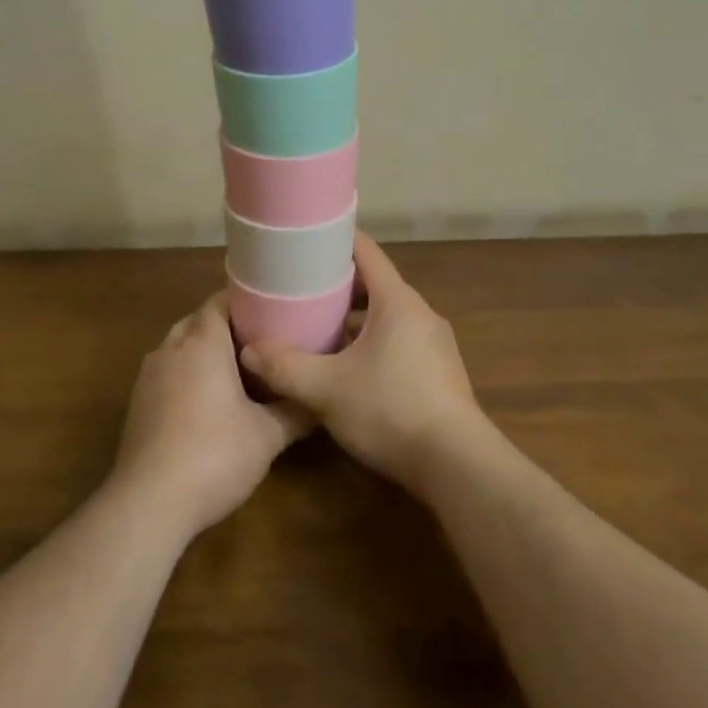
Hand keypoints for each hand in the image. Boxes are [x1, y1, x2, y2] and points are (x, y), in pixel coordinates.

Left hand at [108, 292, 311, 537]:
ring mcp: (148, 376)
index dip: (246, 302)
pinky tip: (207, 403)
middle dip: (227, 327)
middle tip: (261, 342)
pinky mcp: (137, 403)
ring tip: (238, 371)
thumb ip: (295, 411)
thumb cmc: (214, 455)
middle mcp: (171, 348)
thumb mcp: (267, 435)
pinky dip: (186, 375)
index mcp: (201, 342)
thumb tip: (319, 400)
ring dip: (204, 352)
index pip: (220, 301)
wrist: (149, 502)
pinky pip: (167, 373)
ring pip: (179, 347)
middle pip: (199, 321)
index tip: (272, 311)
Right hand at [239, 234, 485, 493]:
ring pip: (387, 316)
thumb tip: (248, 350)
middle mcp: (420, 313)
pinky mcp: (439, 372)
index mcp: (397, 301)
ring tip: (319, 330)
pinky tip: (349, 369)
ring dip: (355, 318)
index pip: (366, 251)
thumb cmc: (390, 411)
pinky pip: (400, 341)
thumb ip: (285, 367)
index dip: (335, 240)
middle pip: (375, 284)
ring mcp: (434, 344)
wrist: (458, 466)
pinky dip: (373, 342)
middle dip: (338, 285)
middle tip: (301, 291)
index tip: (305, 241)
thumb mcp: (326, 389)